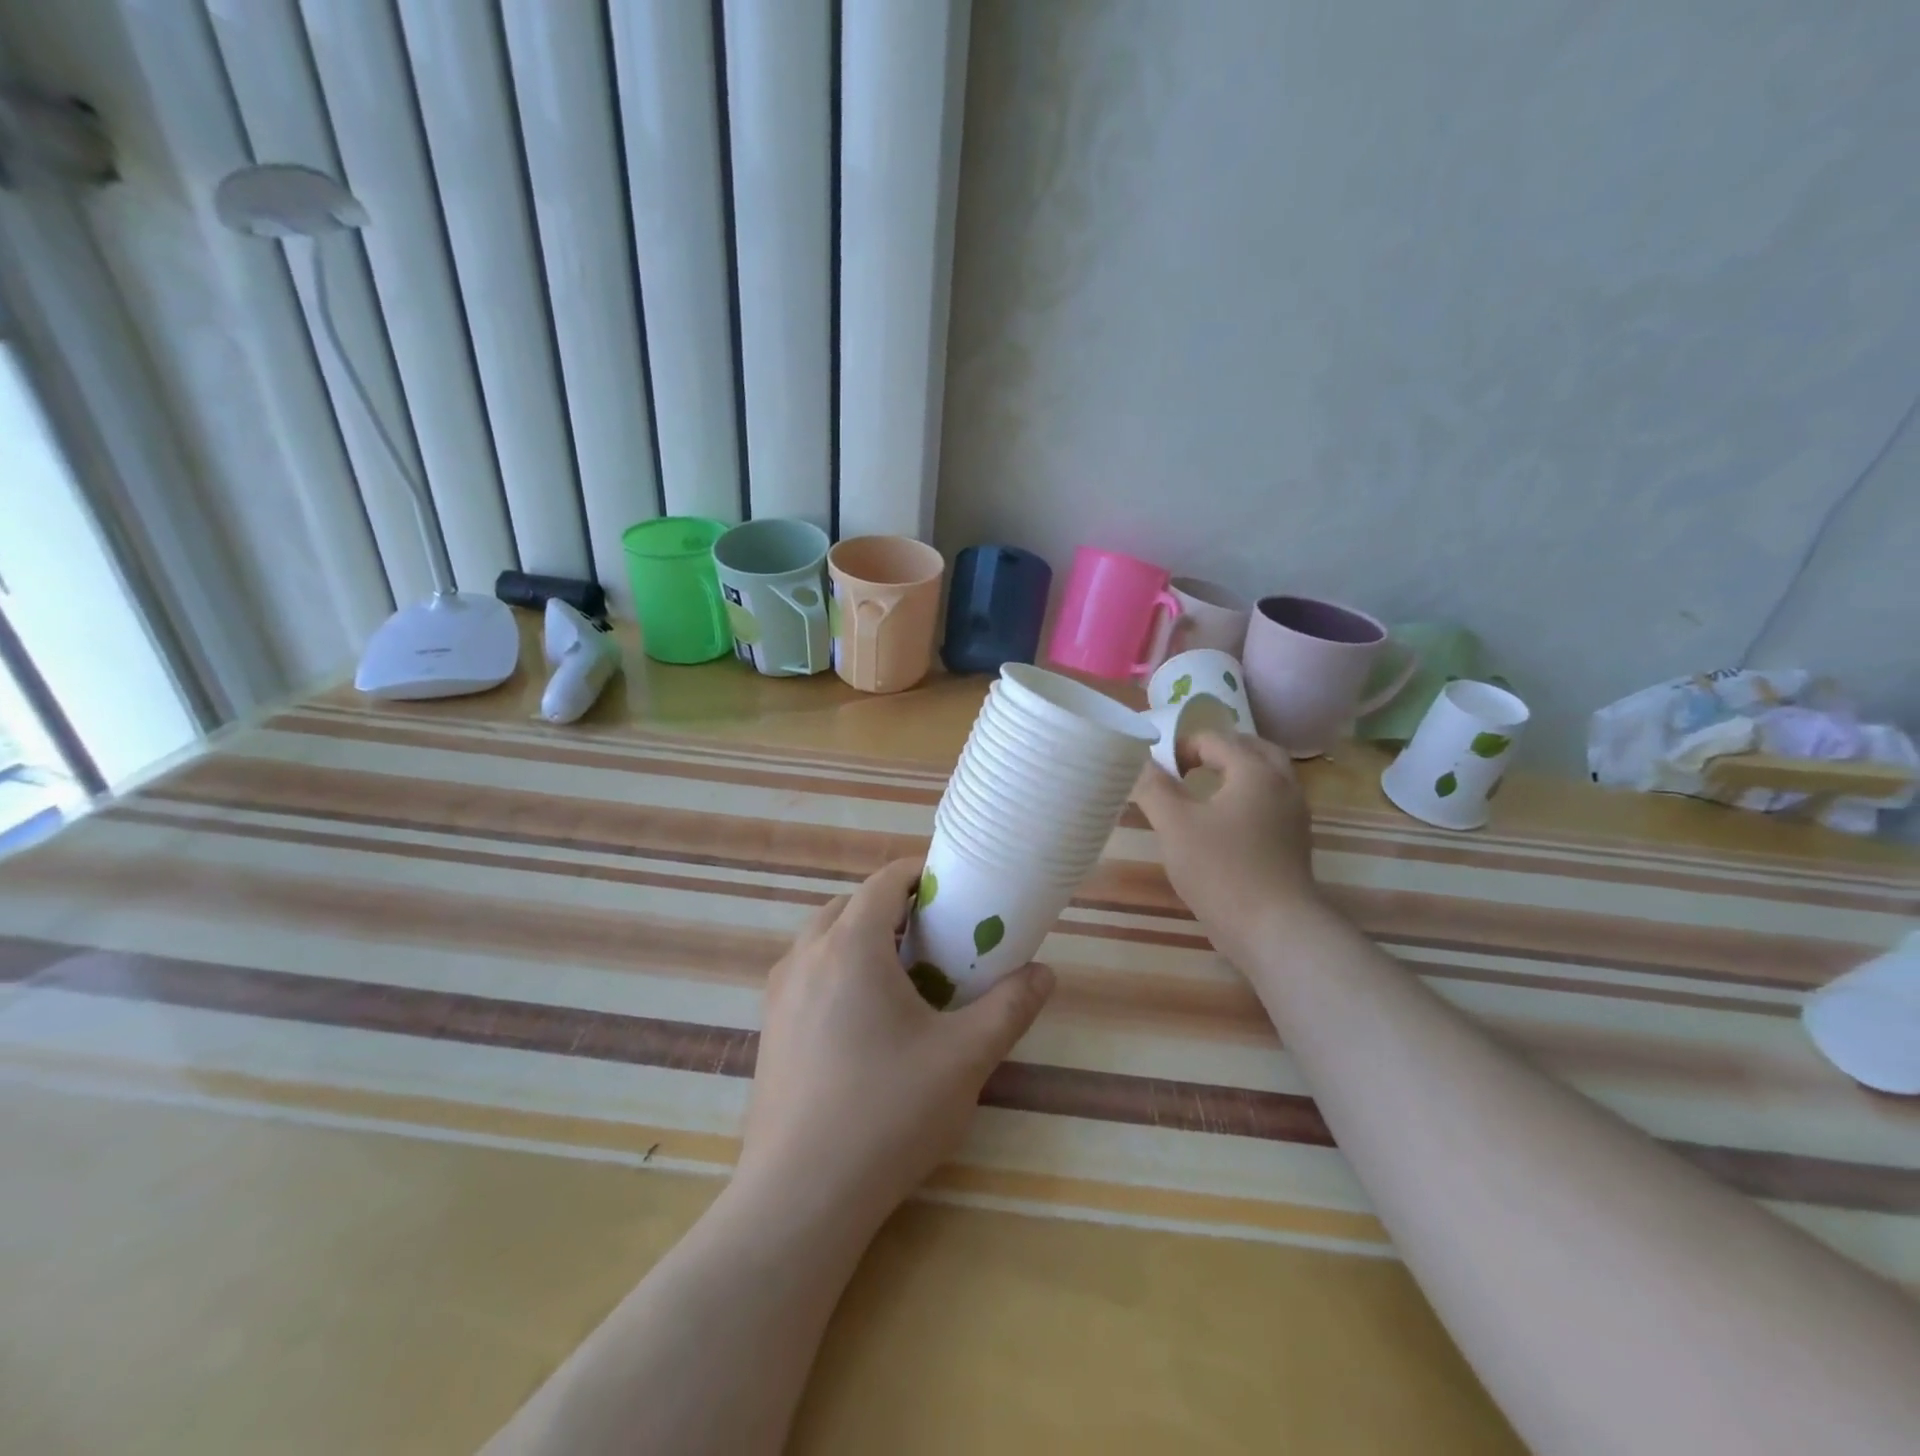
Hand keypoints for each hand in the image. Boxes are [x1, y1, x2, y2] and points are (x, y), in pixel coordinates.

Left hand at [737, 859, 1054, 1232]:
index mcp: (850, 946)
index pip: (884, 881)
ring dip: (864, 937)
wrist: (799, 1198)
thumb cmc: (887, 1113)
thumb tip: (1044, 973)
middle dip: (895, 907)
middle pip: (852, 905)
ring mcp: (779, 992)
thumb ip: (1010, 1008)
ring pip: (824, 938)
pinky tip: (867, 1018)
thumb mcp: (964, 1059)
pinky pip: (808, 972)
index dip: (920, 874)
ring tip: (905, 974)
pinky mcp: (769, 1027)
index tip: (954, 889)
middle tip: (937, 935)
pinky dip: (839, 967)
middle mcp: (806, 956)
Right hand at [1133, 731, 1319, 964]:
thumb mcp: (1174, 825)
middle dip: (1219, 750)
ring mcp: (1295, 816)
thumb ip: (1155, 788)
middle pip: (1252, 749)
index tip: (1159, 771)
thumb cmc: (1221, 869)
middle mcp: (1283, 785)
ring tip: (1203, 790)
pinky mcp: (1295, 843)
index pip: (1216, 739)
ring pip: (1267, 777)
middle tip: (1187, 766)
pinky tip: (1223, 823)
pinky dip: (1248, 798)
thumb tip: (1141, 761)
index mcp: (1255, 771)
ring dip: (1236, 773)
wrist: (1274, 929)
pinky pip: (1271, 803)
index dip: (1183, 747)